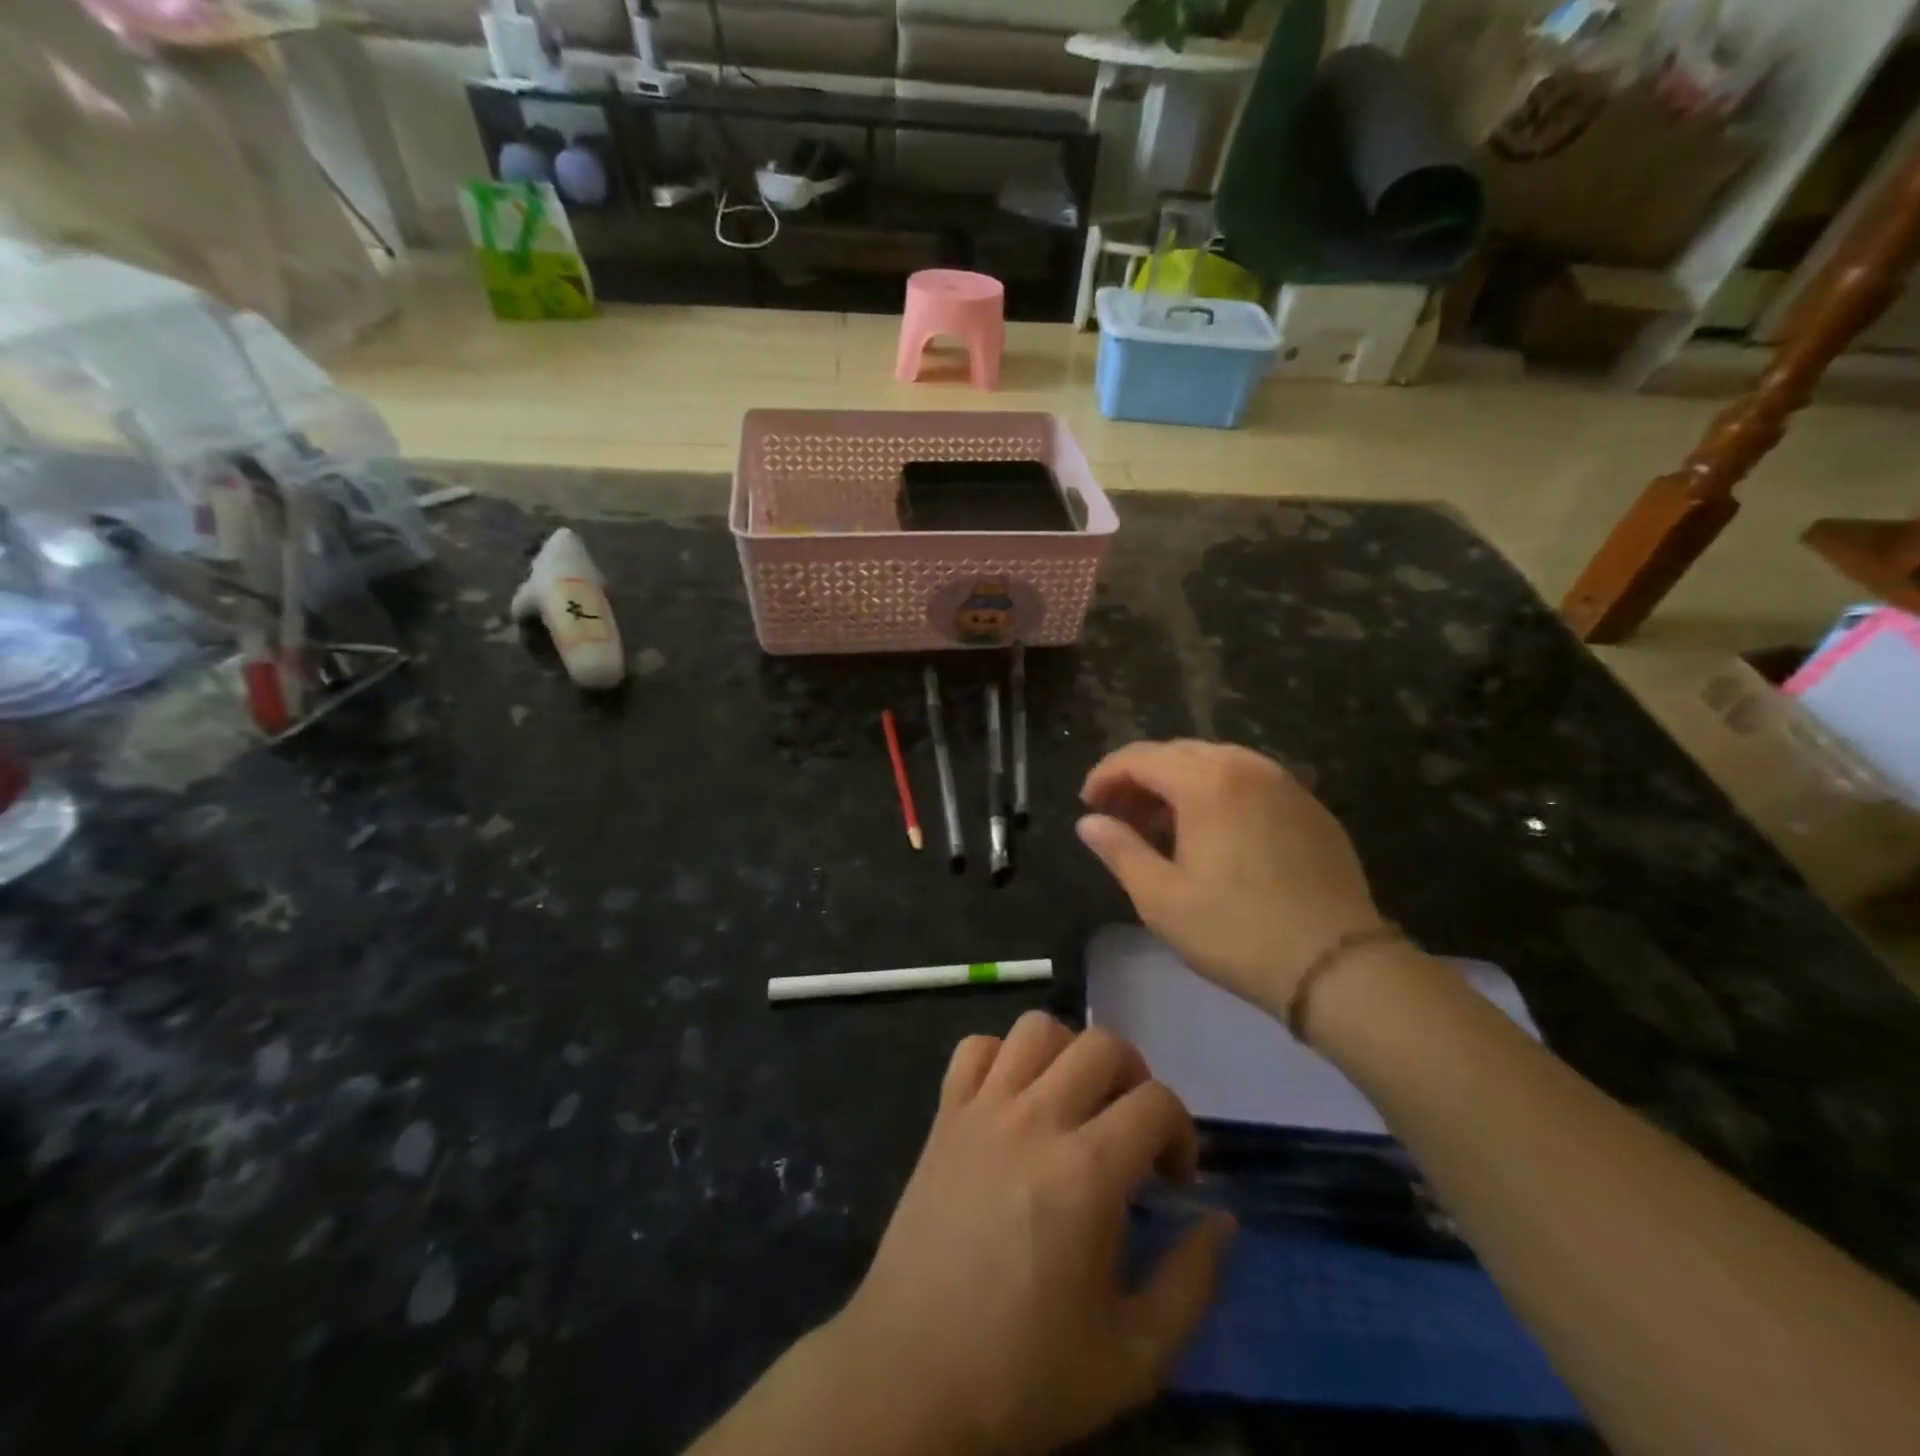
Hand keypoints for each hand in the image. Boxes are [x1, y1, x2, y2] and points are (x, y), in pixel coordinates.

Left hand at [828, 1013, 1233, 1455]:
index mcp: (1086, 1173)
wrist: (913, 1377)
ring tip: (1075, 1103)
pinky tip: (1013, 1100)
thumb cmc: (1026, 1374)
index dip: (1182, 1131)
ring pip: (1037, 1028)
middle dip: (1134, 1077)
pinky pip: (975, 1048)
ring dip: (1069, 1053)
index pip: (1156, 1102)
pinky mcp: (943, 1116)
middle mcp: (1035, 1120)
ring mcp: (983, 1110)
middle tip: (1131, 1130)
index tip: (1173, 1179)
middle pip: (1102, 1044)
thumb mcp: (1135, 1357)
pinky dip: (1002, 1056)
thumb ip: (1192, 1282)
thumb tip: (1221, 1220)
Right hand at [1078, 740, 1382, 1014]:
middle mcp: (1246, 766)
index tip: (1087, 805)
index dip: (1105, 776)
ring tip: (1162, 828)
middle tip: (1119, 817)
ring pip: (1216, 765)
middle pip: (1177, 753)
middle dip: (1140, 778)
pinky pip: (1250, 783)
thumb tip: (1088, 822)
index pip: (1139, 758)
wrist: (1336, 966)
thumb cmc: (1235, 931)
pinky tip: (1213, 835)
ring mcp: (1284, 784)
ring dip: (1178, 785)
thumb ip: (1119, 849)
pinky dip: (1218, 795)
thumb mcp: (1160, 897)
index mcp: (1206, 781)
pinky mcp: (1310, 808)